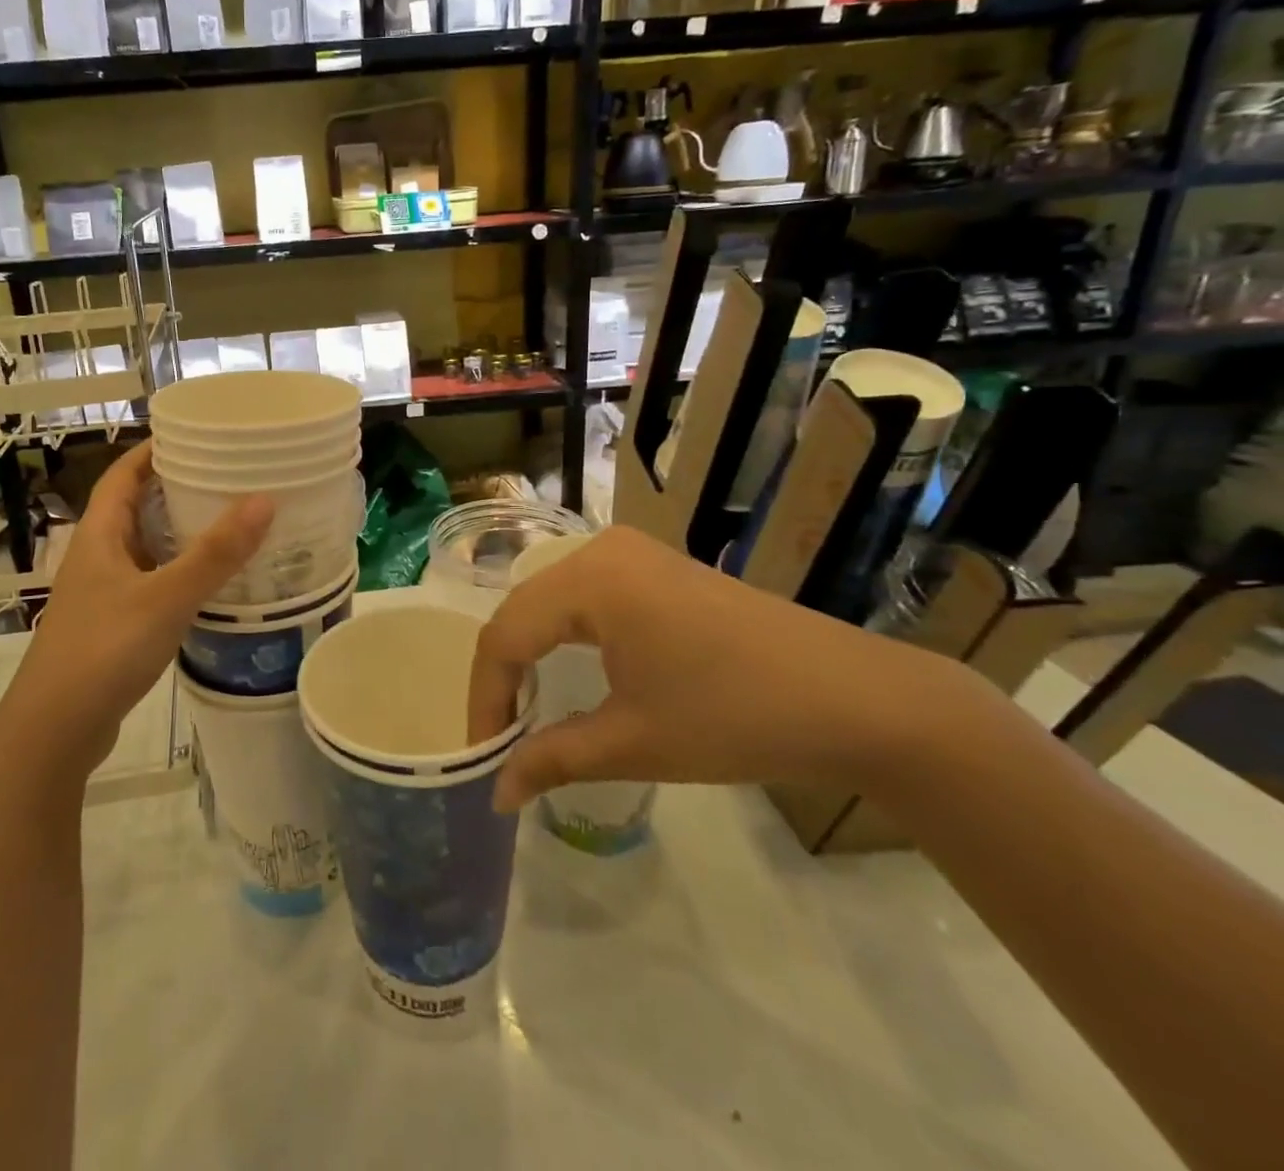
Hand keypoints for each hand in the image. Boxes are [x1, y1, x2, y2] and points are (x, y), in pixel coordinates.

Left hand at [0, 442, 272, 784]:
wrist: (54, 730)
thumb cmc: (104, 651)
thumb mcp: (166, 597)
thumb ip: (215, 554)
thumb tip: (264, 499)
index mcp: (100, 535)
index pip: (124, 474)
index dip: (154, 449)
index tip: (197, 433)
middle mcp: (98, 555)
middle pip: (136, 505)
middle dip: (176, 486)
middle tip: (228, 475)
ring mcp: (103, 591)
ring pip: (145, 546)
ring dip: (180, 531)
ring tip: (229, 520)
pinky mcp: (114, 623)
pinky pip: (151, 580)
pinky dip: (179, 570)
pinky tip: (210, 580)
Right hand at [467, 525, 982, 811]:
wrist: (861, 701)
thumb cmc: (737, 717)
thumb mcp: (634, 742)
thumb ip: (552, 760)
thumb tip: (496, 793)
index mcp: (589, 579)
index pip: (505, 635)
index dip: (485, 698)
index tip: (481, 755)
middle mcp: (601, 549)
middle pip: (523, 610)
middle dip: (504, 675)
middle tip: (499, 735)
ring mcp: (634, 553)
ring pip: (551, 600)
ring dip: (531, 653)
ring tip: (525, 708)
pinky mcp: (658, 567)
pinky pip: (586, 595)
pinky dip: (565, 635)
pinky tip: (570, 670)